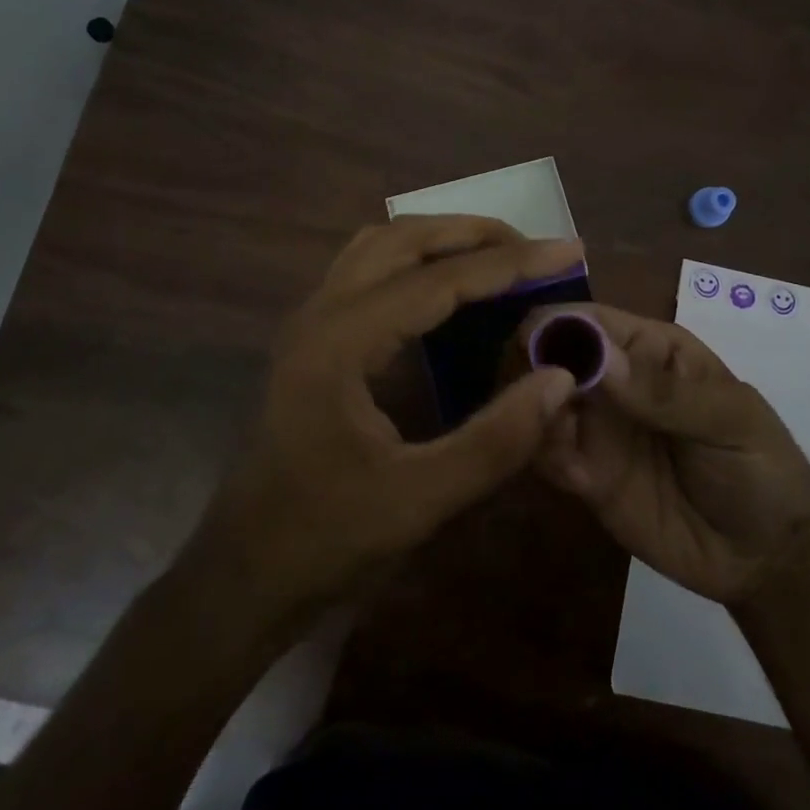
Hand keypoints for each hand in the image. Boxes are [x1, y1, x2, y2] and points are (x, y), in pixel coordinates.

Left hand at [179, 217, 581, 628]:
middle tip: (536, 249)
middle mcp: (321, 312)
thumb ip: (495, 440)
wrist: (240, 575)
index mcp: (342, 342)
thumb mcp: (418, 501)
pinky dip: (416, 259)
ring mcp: (311, 321)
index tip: (569, 250)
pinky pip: (368, 269)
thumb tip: (560, 378)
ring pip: (381, 245)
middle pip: (404, 239)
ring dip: (442, 238)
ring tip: (499, 256)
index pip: (439, 279)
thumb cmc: (324, 540)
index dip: (511, 263)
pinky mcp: (312, 337)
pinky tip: (447, 289)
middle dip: (475, 234)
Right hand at [526, 304, 809, 604]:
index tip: (528, 348)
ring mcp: (597, 429)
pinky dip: (546, 457)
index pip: (590, 320)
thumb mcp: (727, 421)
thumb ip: (663, 393)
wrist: (768, 558)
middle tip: (530, 399)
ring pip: (542, 405)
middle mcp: (613, 381)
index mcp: (650, 349)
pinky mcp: (587, 476)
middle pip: (552, 357)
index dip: (557, 326)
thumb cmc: (761, 468)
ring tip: (556, 440)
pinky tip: (574, 477)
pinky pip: (549, 456)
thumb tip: (597, 358)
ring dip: (534, 416)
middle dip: (533, 370)